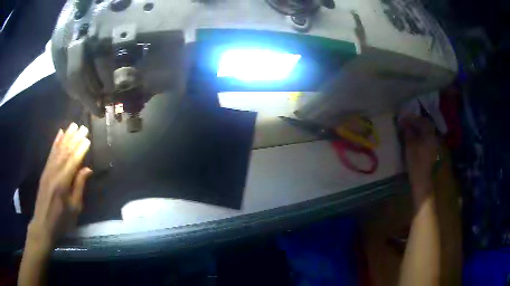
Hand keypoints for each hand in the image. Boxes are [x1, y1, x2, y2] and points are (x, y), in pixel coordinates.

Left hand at [27, 123, 92, 251]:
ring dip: (66, 136)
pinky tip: (59, 134)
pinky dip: (55, 142)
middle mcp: (54, 172)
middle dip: (75, 138)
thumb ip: (79, 187)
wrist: (43, 224)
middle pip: (65, 152)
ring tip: (73, 125)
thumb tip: (87, 169)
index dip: (81, 149)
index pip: (73, 161)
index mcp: (63, 183)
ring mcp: (48, 170)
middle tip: (83, 127)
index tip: (88, 138)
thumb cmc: (61, 220)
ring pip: (58, 149)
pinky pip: (50, 153)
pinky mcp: (44, 171)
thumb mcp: (74, 208)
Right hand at [401, 117, 437, 202]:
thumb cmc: (416, 162)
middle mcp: (434, 138)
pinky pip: (426, 141)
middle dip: (415, 124)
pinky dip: (420, 139)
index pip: (421, 120)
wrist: (423, 182)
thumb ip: (408, 133)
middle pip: (425, 126)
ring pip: (426, 134)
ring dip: (417, 131)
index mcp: (429, 134)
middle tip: (405, 124)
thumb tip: (405, 124)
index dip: (412, 118)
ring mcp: (434, 146)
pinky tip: (414, 142)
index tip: (402, 119)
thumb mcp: (410, 146)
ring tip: (408, 133)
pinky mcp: (432, 154)